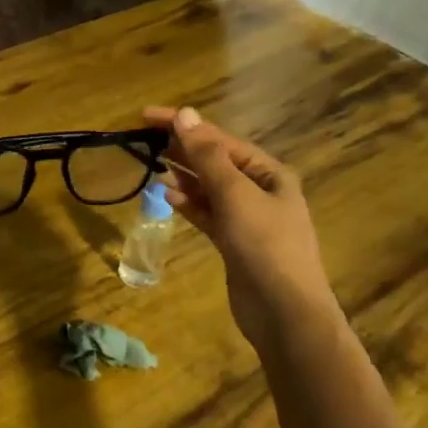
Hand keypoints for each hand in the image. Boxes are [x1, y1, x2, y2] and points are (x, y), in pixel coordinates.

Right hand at [144, 105, 339, 352]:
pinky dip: (189, 204)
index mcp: (268, 172)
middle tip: (142, 138)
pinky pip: (207, 213)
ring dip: (182, 176)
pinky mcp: (234, 242)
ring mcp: (247, 218)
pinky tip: (168, 198)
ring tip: (152, 165)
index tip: (146, 116)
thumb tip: (186, 114)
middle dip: (181, 148)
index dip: (183, 125)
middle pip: (214, 160)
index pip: (219, 139)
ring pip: (208, 187)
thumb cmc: (265, 246)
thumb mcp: (236, 194)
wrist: (285, 312)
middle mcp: (259, 190)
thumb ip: (207, 155)